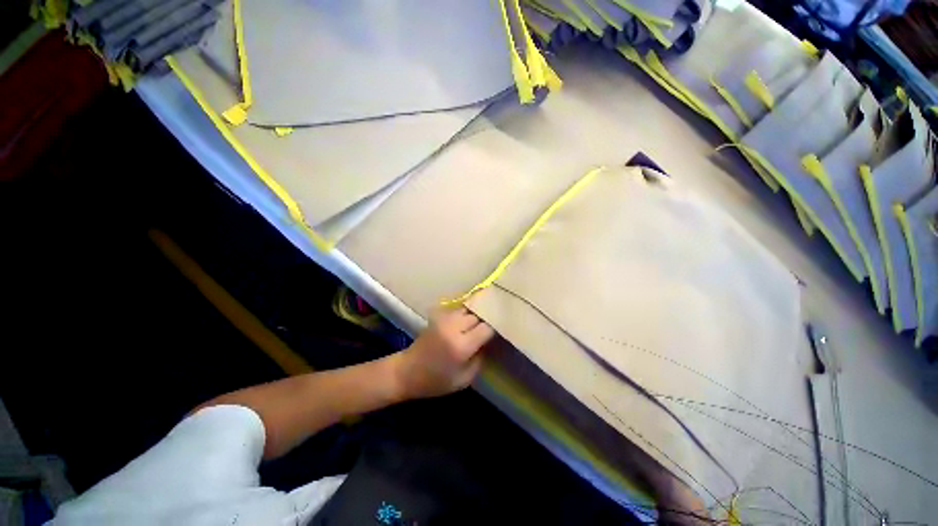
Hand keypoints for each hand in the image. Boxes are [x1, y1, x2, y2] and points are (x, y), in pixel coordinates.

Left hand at [392, 308, 495, 399]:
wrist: (407, 371)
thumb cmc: (436, 381)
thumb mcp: (464, 380)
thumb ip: (480, 359)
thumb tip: (489, 342)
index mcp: (461, 346)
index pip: (486, 327)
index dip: (496, 327)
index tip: (504, 328)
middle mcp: (453, 327)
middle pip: (478, 314)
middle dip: (487, 318)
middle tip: (496, 321)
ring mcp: (445, 318)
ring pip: (469, 307)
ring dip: (477, 312)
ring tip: (486, 316)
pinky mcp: (439, 315)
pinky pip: (459, 309)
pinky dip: (467, 311)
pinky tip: (472, 317)